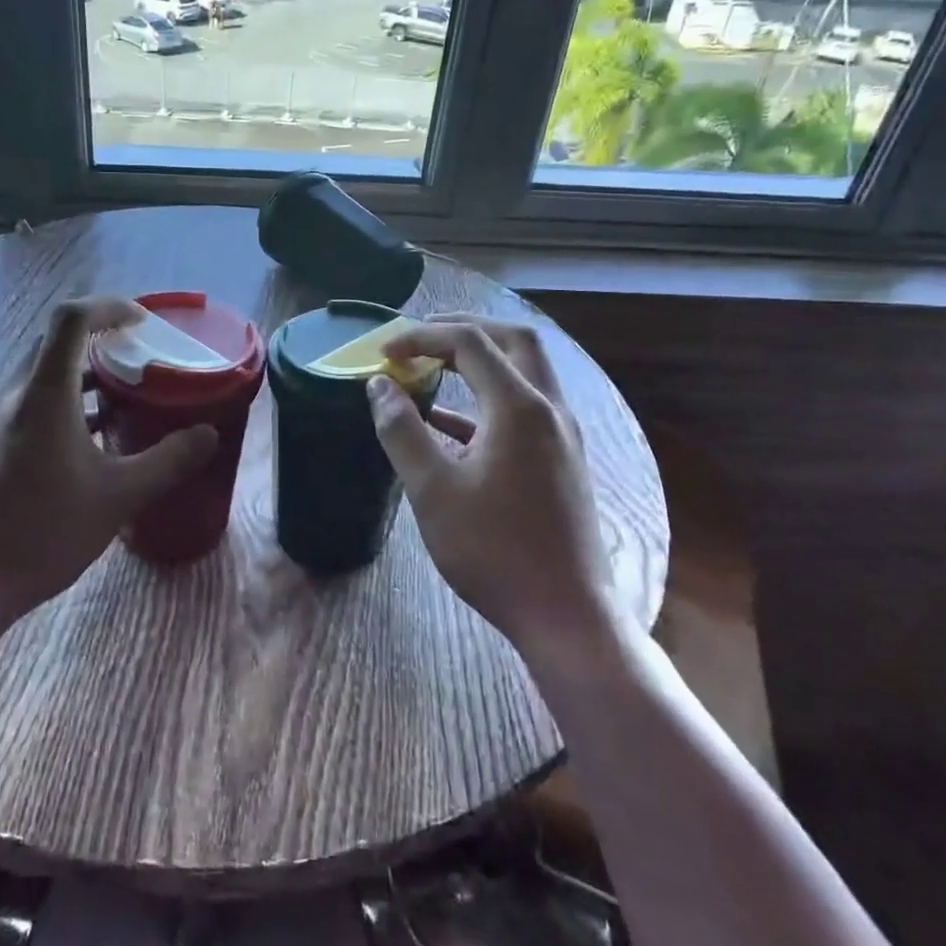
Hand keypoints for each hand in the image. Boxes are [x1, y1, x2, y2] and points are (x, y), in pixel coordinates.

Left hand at [0, 297, 216, 628]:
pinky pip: (33, 403)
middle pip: (57, 343)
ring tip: (128, 395)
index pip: (71, 319)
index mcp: (44, 394)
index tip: (144, 321)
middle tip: (144, 355)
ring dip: (86, 374)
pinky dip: (68, 402)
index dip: (110, 306)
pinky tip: (94, 438)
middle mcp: (15, 395)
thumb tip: (208, 434)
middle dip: (103, 339)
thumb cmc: (42, 533)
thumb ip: (168, 461)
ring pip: (45, 375)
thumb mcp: (118, 497)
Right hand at [366, 315, 617, 654]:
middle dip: (463, 330)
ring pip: (524, 372)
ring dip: (479, 361)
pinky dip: (486, 400)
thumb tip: (379, 385)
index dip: (422, 337)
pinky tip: (450, 425)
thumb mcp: (432, 490)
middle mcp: (549, 409)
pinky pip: (524, 409)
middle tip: (419, 338)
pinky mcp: (561, 461)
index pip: (470, 343)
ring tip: (431, 370)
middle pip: (513, 341)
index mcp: (519, 407)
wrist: (566, 615)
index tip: (384, 353)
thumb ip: (401, 430)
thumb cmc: (493, 550)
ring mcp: (562, 435)